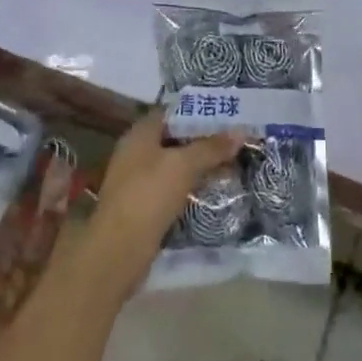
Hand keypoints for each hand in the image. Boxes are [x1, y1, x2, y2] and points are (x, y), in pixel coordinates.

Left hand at [80, 109, 247, 295]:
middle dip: (203, 138)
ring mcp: (138, 180)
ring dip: (200, 164)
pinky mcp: (144, 204)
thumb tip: (242, 131)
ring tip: (231, 162)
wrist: (120, 250)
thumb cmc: (149, 195)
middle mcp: (136, 152)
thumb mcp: (184, 165)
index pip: (172, 111)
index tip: (227, 113)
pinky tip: (213, 188)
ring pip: (175, 164)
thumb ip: (212, 147)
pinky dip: (191, 185)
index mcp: (140, 134)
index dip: (198, 110)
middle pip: (175, 137)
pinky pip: (173, 186)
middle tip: (235, 138)